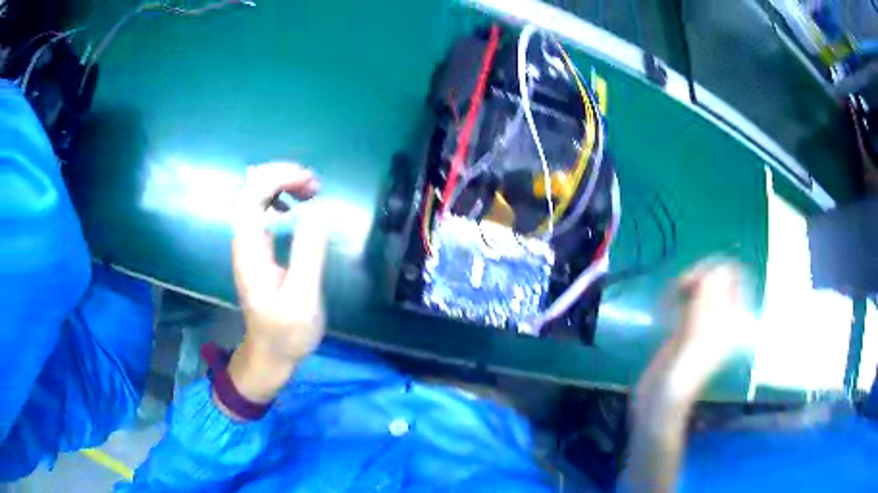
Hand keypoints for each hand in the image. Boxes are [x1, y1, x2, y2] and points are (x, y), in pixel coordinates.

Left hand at [227, 162, 328, 403]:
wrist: (270, 354)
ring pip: (256, 197)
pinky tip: (298, 206)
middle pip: (252, 190)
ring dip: (282, 185)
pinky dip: (281, 198)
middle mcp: (244, 241)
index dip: (278, 178)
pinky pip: (263, 210)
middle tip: (315, 186)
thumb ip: (308, 255)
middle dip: (282, 177)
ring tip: (312, 191)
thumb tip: (318, 212)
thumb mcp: (303, 299)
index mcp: (250, 250)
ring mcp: (249, 244)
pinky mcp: (257, 249)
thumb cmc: (286, 333)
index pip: (252, 197)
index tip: (310, 182)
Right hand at [668, 260, 746, 394]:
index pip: (734, 276)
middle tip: (680, 288)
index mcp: (732, 317)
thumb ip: (708, 297)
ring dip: (685, 286)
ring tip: (670, 297)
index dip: (715, 269)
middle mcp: (722, 317)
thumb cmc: (684, 366)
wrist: (662, 396)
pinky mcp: (686, 329)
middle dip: (698, 276)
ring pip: (700, 289)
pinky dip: (676, 297)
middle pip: (716, 280)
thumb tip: (714, 269)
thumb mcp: (699, 329)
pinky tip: (666, 306)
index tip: (695, 277)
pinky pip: (687, 301)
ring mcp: (704, 323)